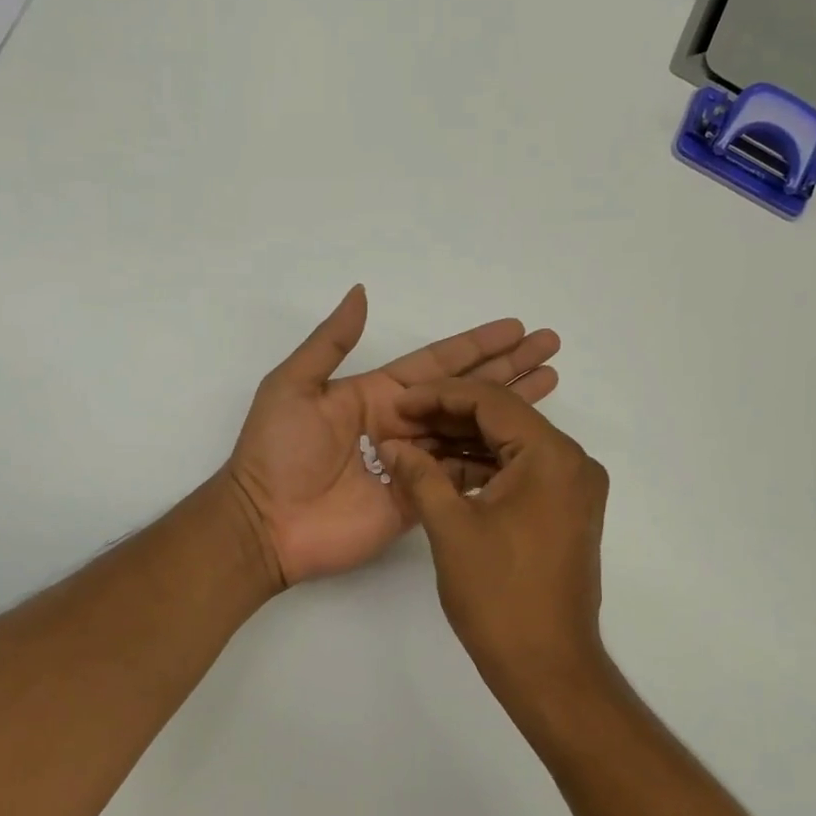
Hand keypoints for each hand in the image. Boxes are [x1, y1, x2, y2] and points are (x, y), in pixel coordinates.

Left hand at [227, 287, 560, 586]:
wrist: (265, 523)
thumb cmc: (276, 451)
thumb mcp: (293, 385)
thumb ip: (330, 342)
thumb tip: (361, 292)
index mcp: (379, 394)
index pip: (440, 364)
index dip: (478, 346)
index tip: (516, 329)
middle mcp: (404, 425)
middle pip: (466, 392)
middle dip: (508, 370)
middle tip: (550, 349)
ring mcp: (415, 464)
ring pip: (472, 432)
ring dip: (511, 411)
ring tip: (550, 386)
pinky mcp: (420, 501)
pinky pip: (462, 478)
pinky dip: (494, 463)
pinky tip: (527, 448)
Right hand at [380, 380, 609, 700]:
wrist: (547, 665)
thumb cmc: (499, 595)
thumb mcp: (450, 528)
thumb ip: (420, 475)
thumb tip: (392, 444)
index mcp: (552, 456)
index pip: (491, 401)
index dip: (439, 396)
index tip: (399, 403)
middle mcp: (572, 462)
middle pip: (504, 419)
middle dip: (449, 418)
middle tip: (400, 423)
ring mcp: (572, 488)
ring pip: (511, 447)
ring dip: (464, 445)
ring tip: (413, 447)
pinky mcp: (565, 511)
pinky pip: (520, 474)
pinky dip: (483, 471)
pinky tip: (442, 475)